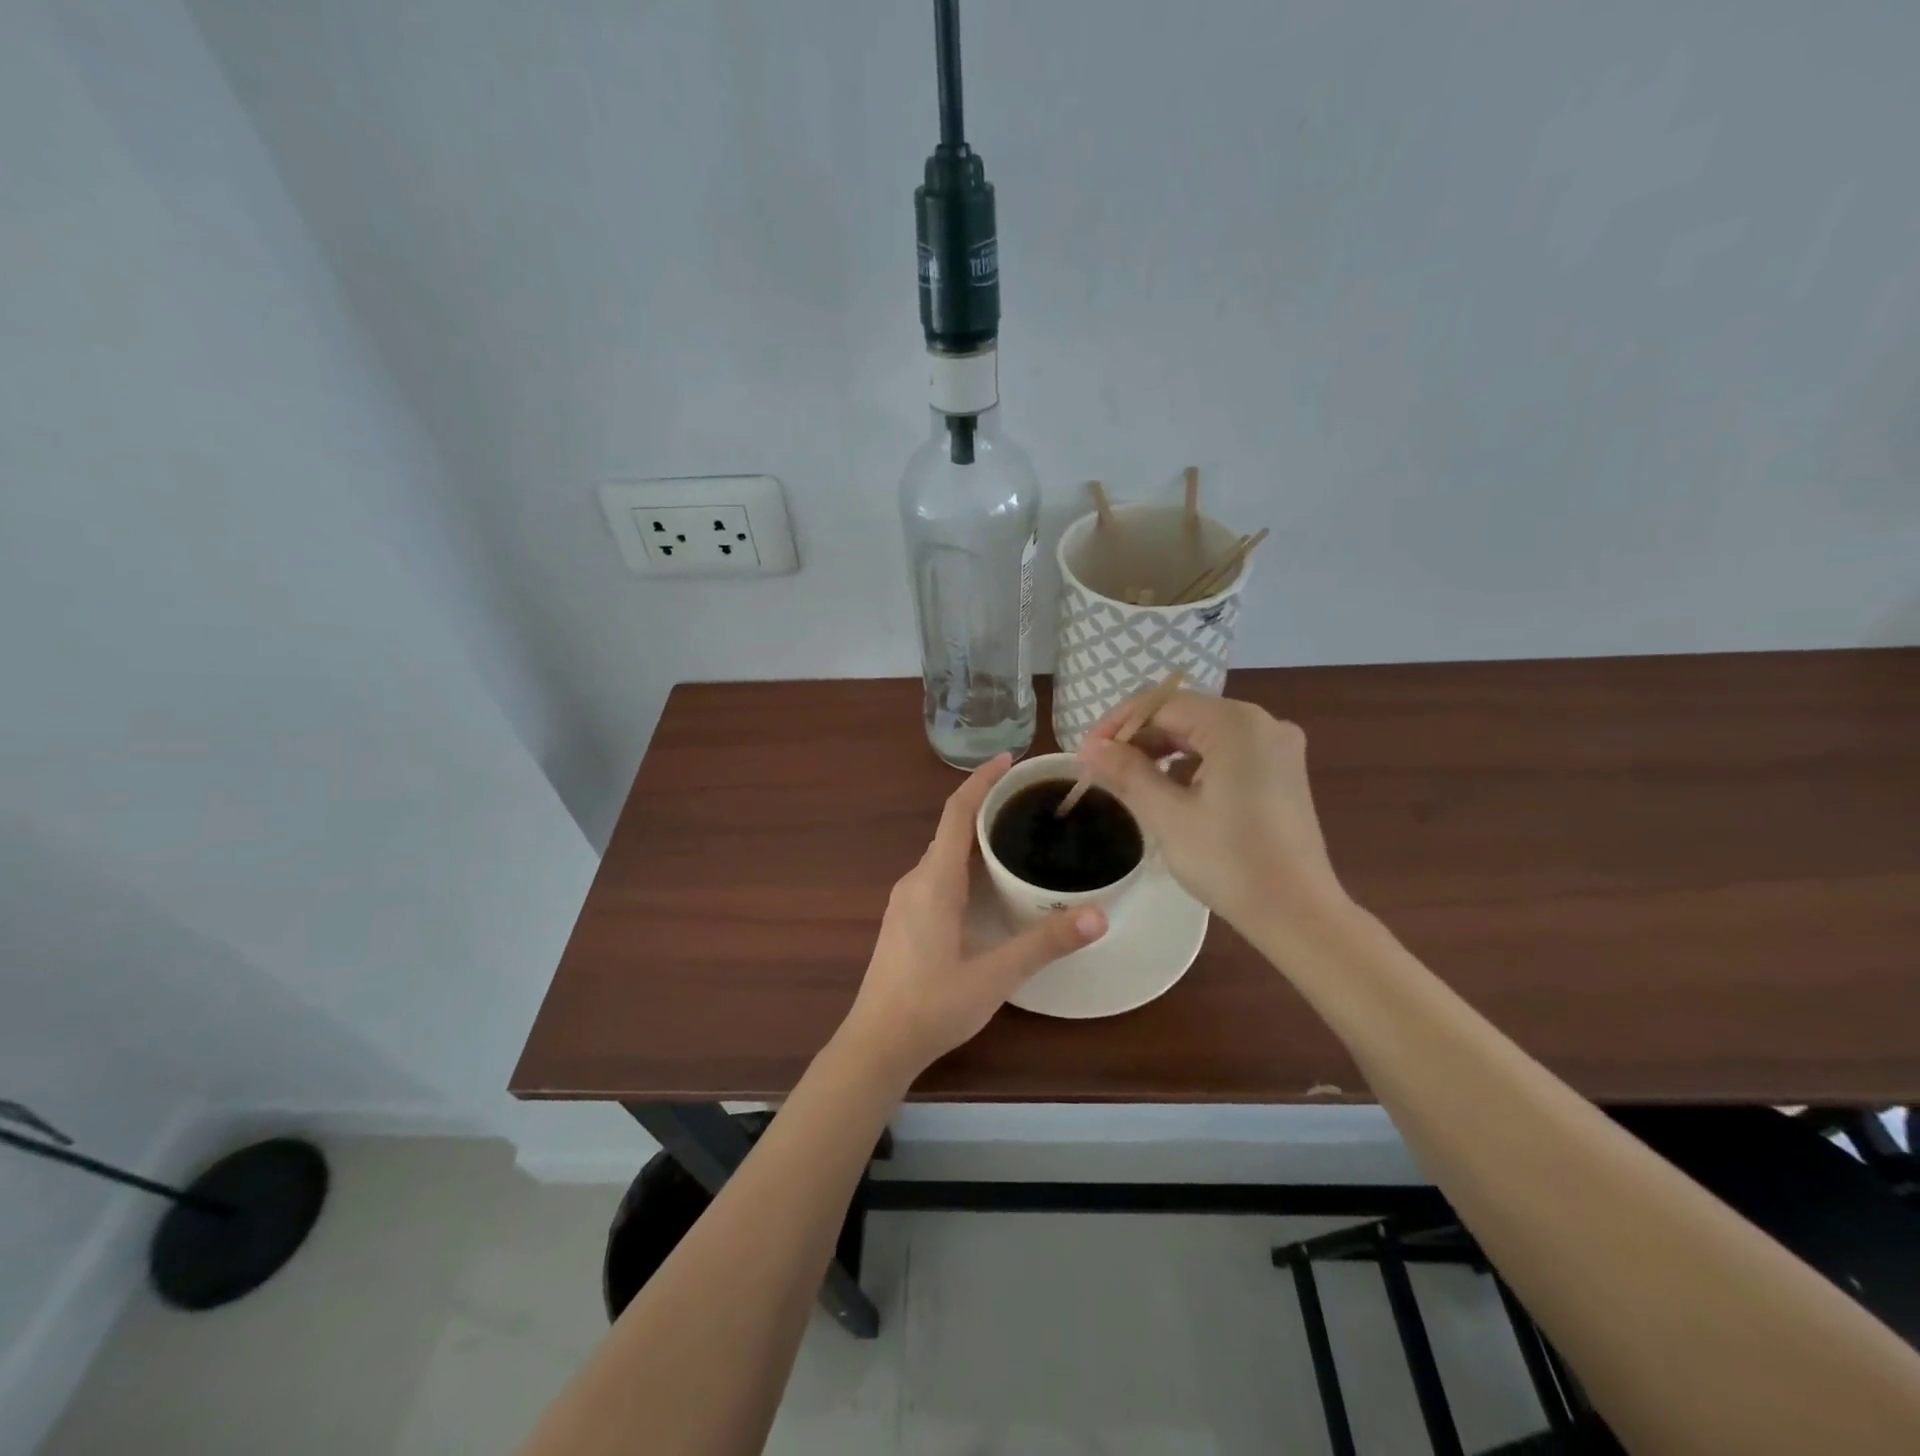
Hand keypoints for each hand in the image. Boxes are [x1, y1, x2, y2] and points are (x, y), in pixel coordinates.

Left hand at [840, 755, 1107, 1084]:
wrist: (876, 1044)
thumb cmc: (933, 1005)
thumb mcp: (996, 975)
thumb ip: (1046, 943)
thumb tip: (1100, 914)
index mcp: (934, 881)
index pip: (956, 813)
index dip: (981, 781)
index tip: (1009, 760)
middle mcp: (916, 881)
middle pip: (951, 828)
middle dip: (986, 805)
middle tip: (1030, 799)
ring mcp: (906, 901)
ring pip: (944, 853)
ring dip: (975, 835)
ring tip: (1017, 832)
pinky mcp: (906, 919)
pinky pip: (938, 873)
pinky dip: (965, 861)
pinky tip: (990, 881)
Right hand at [1075, 691, 1345, 929]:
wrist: (1297, 913)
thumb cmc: (1229, 862)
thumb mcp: (1168, 816)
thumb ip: (1127, 773)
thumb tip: (1090, 748)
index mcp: (1236, 724)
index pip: (1162, 705)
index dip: (1119, 725)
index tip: (1087, 754)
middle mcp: (1262, 722)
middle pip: (1185, 714)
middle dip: (1140, 737)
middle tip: (1102, 767)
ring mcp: (1277, 746)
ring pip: (1204, 732)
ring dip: (1163, 749)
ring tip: (1127, 777)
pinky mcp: (1282, 771)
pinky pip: (1226, 750)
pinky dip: (1192, 761)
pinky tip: (1168, 785)